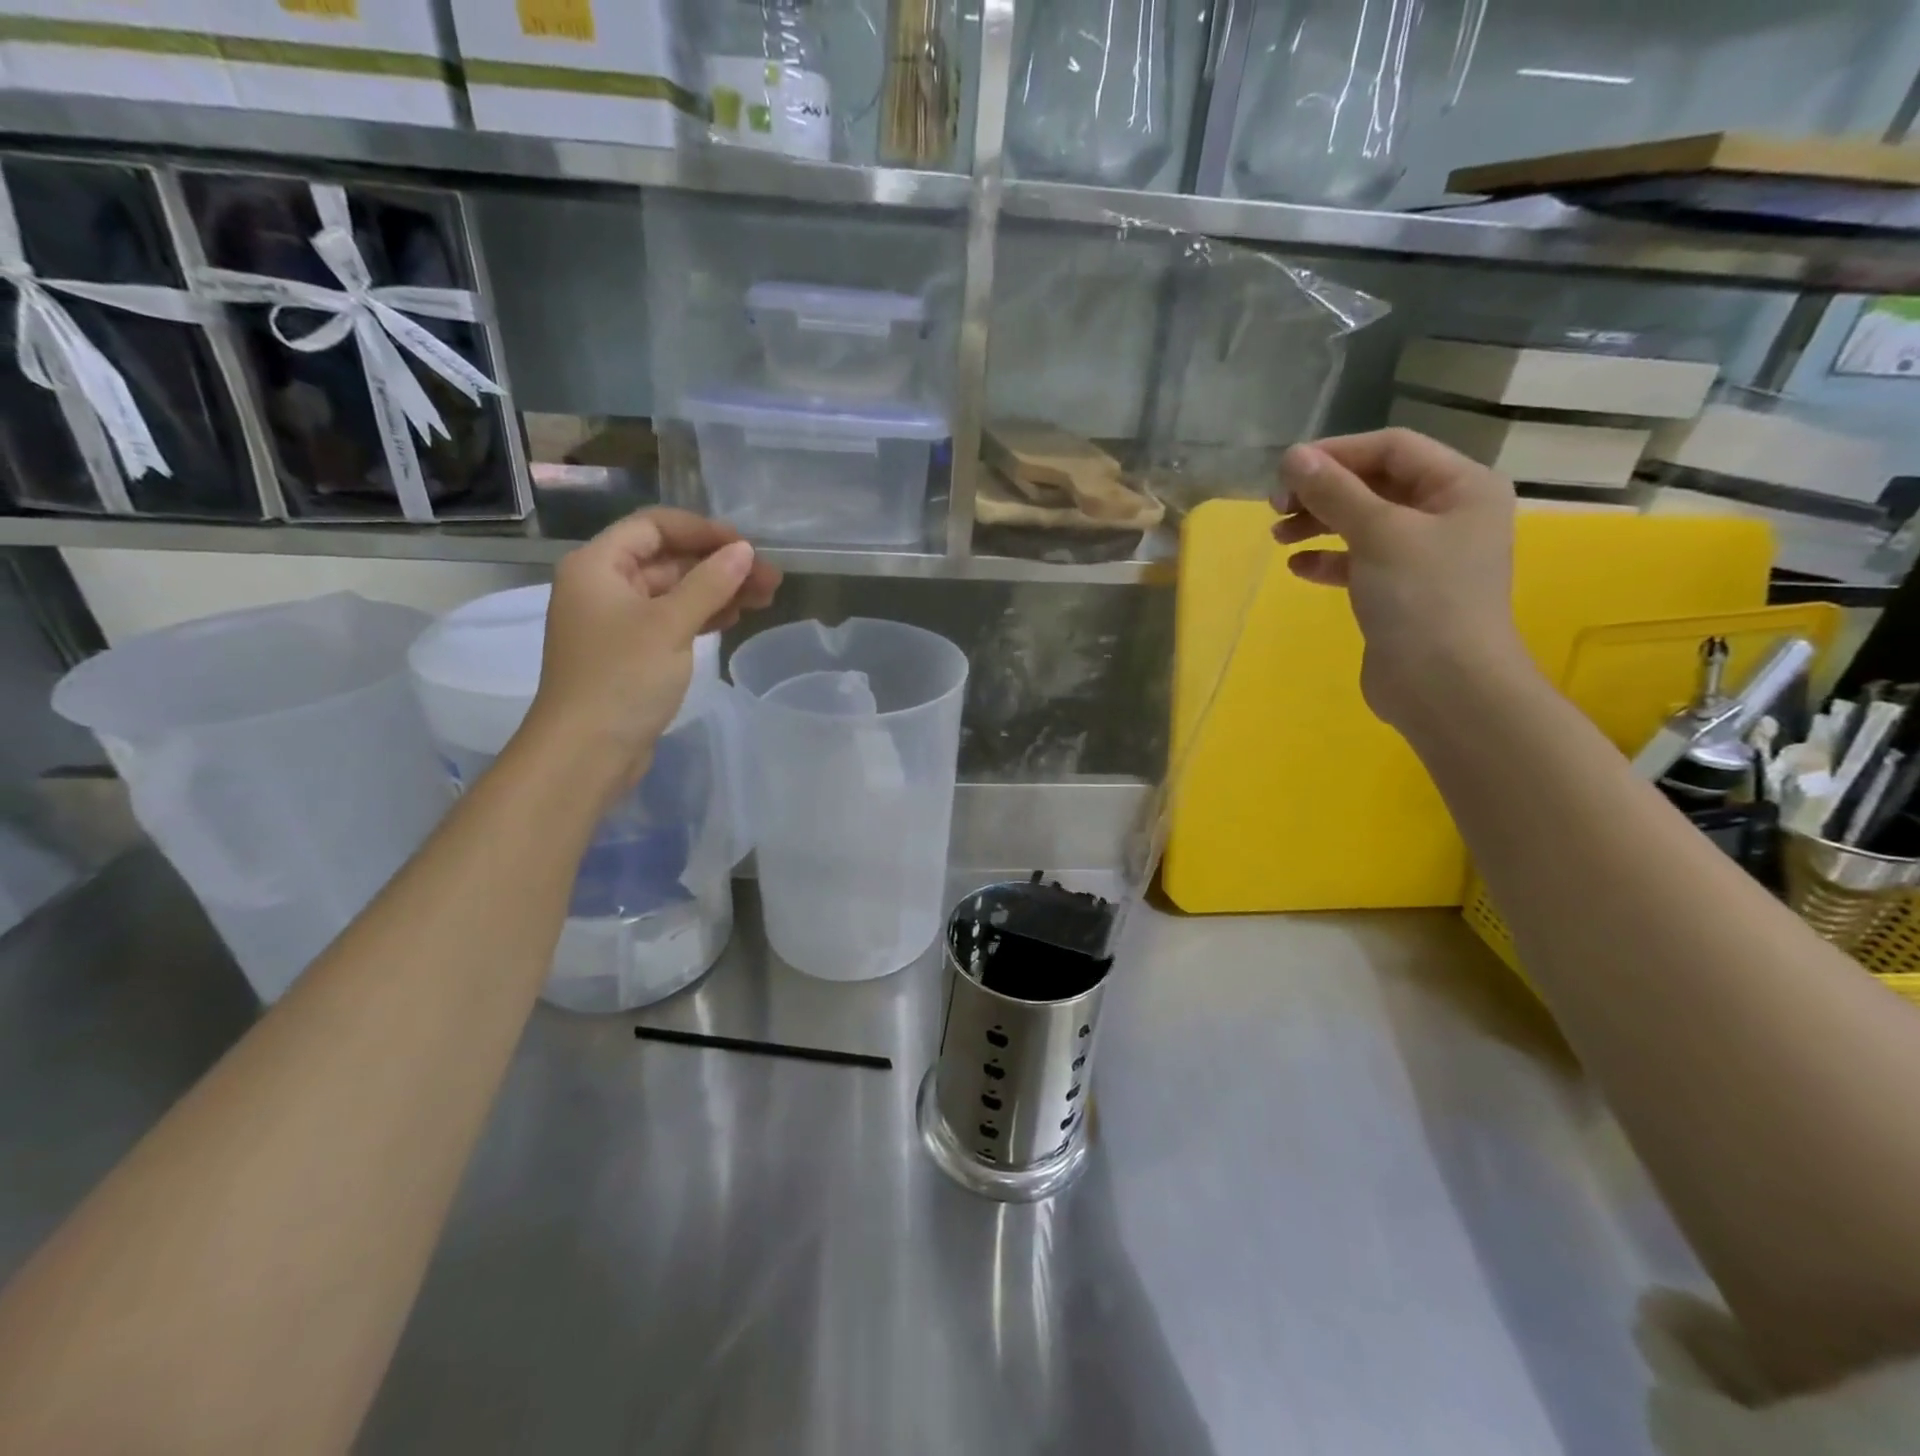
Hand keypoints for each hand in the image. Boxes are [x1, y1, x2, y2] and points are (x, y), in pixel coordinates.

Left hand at [520, 509, 781, 795]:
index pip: (653, 527)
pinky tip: (734, 617)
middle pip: (668, 559)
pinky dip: (702, 615)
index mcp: (598, 566)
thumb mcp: (670, 625)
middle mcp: (604, 586)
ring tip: (765, 597)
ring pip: (675, 591)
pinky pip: (672, 619)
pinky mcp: (633, 652)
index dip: (701, 530)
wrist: (587, 751)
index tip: (746, 546)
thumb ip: (710, 583)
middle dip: (719, 565)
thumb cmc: (622, 678)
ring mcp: (618, 621)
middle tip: (770, 578)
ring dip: (718, 590)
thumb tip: (745, 551)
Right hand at [1271, 428, 1527, 729]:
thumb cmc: (1422, 597)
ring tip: (1277, 537)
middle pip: (1375, 484)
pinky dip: (1328, 560)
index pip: (1392, 448)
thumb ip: (1334, 491)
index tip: (1285, 471)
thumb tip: (1292, 456)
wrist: (1444, 686)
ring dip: (1319, 524)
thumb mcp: (1377, 533)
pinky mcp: (1400, 591)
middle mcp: (1448, 514)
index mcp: (1461, 486)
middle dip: (1323, 492)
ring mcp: (1424, 555)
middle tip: (1276, 508)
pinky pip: (1359, 562)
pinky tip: (1298, 568)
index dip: (1337, 453)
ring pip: (1362, 523)